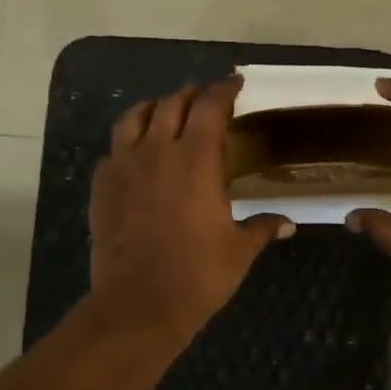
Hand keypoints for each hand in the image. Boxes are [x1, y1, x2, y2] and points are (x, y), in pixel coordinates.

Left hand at [90, 77, 293, 343]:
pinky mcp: (102, 186)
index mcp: (196, 160)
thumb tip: (288, 225)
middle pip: (172, 103)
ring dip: (155, 108)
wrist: (138, 304)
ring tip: (168, 113)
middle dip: (192, 95)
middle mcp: (157, 151)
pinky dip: (130, 142)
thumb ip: (263, 228)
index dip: (224, 90)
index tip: (235, 85)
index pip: (210, 107)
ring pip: (134, 117)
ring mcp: (123, 166)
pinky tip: (139, 156)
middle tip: (207, 100)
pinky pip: (115, 149)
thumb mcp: (239, 251)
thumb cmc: (198, 275)